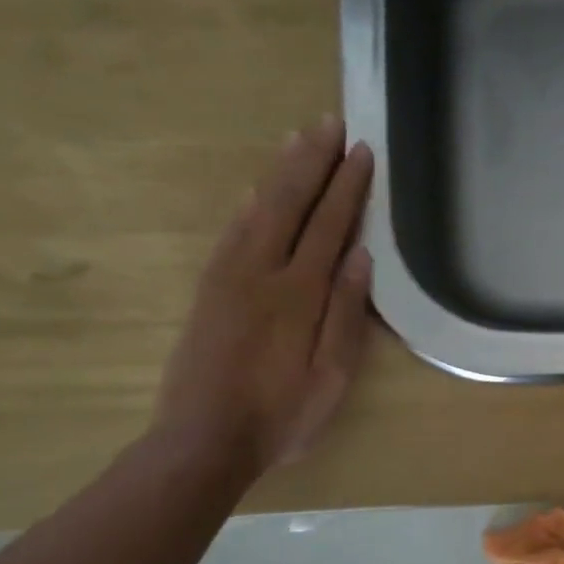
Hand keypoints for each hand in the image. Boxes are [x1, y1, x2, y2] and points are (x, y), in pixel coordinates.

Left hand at [155, 118, 374, 479]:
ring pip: (257, 209)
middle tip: (329, 123)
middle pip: (289, 203)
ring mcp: (228, 278)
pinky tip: (254, 190)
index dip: (348, 187)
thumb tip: (361, 257)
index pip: (329, 225)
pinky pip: (231, 232)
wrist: (201, 441)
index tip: (362, 151)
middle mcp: (261, 273)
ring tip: (297, 139)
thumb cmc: (281, 414)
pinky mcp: (209, 290)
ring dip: (280, 172)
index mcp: (298, 294)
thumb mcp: (332, 376)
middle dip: (312, 161)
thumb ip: (346, 314)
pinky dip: (248, 204)